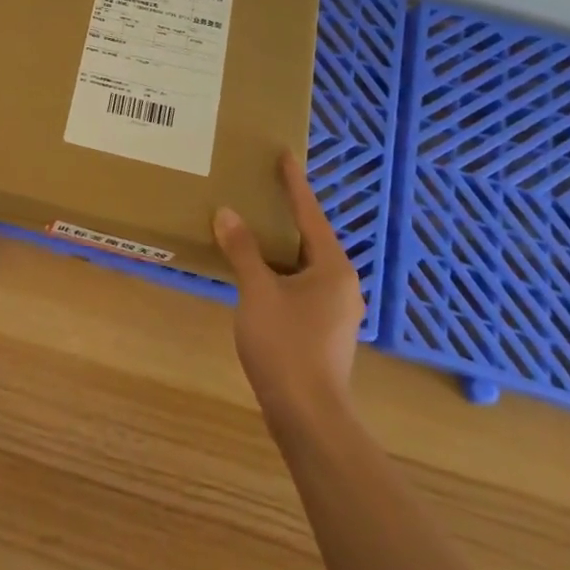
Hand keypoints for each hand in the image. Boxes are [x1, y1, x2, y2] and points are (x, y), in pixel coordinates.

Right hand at [213, 155, 364, 432]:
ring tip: (253, 226)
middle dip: (287, 214)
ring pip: (305, 264)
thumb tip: (227, 213)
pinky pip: (300, 284)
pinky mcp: (323, 329)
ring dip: (280, 245)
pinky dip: (279, 270)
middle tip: (262, 187)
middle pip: (311, 238)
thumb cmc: (286, 346)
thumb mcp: (258, 292)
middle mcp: (342, 283)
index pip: (310, 214)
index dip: (295, 184)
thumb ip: (243, 251)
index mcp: (332, 268)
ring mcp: (335, 309)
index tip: (286, 155)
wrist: (308, 414)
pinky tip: (256, 272)